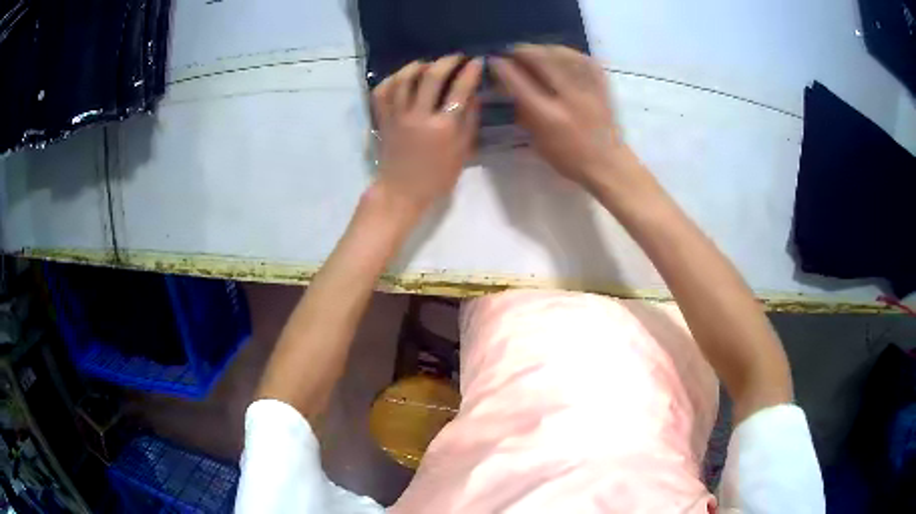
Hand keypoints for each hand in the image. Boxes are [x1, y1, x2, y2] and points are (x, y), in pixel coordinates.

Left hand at [371, 55, 482, 211]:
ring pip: (404, 78)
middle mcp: (418, 116)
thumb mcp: (462, 153)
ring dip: (418, 65)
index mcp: (443, 127)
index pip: (460, 89)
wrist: (401, 191)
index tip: (477, 61)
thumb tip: (474, 95)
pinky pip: (382, 91)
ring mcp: (397, 116)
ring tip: (429, 64)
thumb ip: (470, 122)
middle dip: (447, 61)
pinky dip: (392, 79)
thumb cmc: (436, 177)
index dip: (471, 71)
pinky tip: (403, 77)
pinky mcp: (382, 119)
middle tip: (456, 58)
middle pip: (431, 76)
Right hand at [491, 45, 631, 188]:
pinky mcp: (602, 87)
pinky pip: (584, 59)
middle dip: (523, 51)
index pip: (519, 83)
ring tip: (535, 51)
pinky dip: (569, 53)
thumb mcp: (538, 141)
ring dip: (544, 48)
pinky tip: (559, 53)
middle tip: (513, 51)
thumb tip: (508, 87)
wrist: (608, 163)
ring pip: (563, 55)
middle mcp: (568, 99)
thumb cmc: (569, 159)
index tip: (494, 60)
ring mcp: (588, 90)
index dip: (503, 68)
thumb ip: (523, 111)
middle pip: (542, 61)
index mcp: (549, 117)